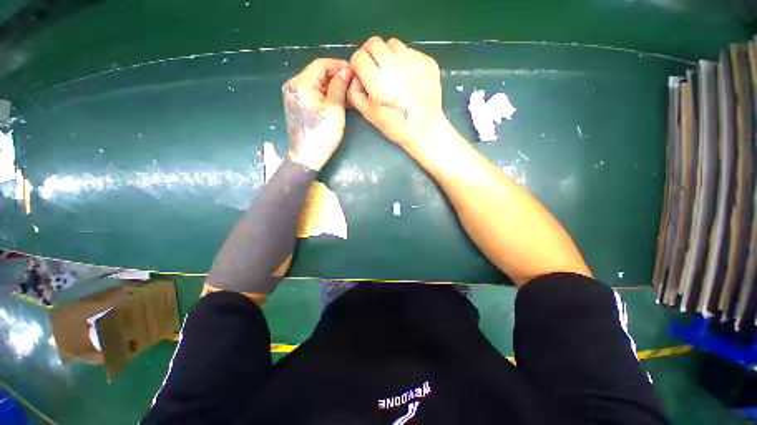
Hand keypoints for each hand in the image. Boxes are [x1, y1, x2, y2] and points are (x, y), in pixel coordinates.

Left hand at [283, 58, 351, 170]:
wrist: (307, 157)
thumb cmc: (322, 134)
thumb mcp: (334, 110)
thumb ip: (339, 87)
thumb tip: (346, 71)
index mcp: (301, 84)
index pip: (321, 64)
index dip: (338, 65)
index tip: (353, 71)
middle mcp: (294, 86)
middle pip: (317, 74)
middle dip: (336, 77)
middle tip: (353, 84)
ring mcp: (294, 96)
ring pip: (316, 85)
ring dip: (332, 87)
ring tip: (349, 94)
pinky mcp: (297, 106)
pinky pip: (313, 95)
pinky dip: (325, 95)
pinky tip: (338, 101)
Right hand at [348, 37, 448, 152]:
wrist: (424, 129)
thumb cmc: (395, 125)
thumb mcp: (368, 113)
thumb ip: (354, 92)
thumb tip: (354, 76)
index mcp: (378, 81)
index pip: (359, 56)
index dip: (357, 65)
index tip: (361, 74)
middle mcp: (396, 66)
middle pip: (374, 43)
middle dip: (369, 54)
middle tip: (374, 69)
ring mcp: (414, 61)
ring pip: (393, 44)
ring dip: (388, 55)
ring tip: (392, 74)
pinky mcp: (428, 62)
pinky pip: (410, 51)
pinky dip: (405, 60)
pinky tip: (408, 78)